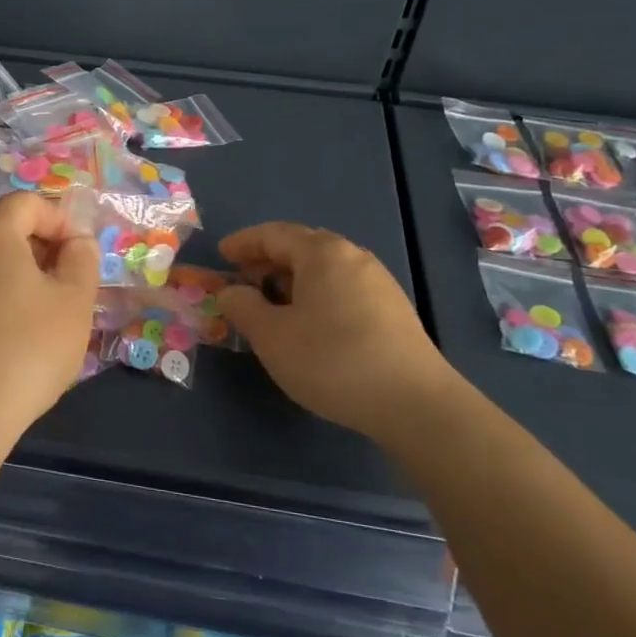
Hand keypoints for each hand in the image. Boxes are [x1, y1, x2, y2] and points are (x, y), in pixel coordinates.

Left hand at [0, 193, 98, 438]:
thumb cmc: (27, 348)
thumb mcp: (74, 300)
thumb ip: (82, 259)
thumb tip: (76, 243)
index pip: (27, 203)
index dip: (61, 221)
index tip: (81, 257)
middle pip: (3, 229)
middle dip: (40, 247)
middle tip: (67, 284)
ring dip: (18, 273)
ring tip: (43, 312)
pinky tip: (11, 335)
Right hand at [215, 223, 452, 441]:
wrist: (414, 403)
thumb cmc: (332, 360)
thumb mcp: (272, 337)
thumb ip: (243, 308)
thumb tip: (231, 291)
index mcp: (321, 253)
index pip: (273, 234)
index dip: (243, 243)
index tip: (221, 254)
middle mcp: (353, 257)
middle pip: (302, 246)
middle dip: (268, 259)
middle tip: (243, 278)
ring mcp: (378, 282)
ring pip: (325, 269)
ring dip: (292, 279)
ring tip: (272, 303)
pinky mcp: (393, 310)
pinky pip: (343, 288)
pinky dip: (316, 294)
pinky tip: (310, 323)